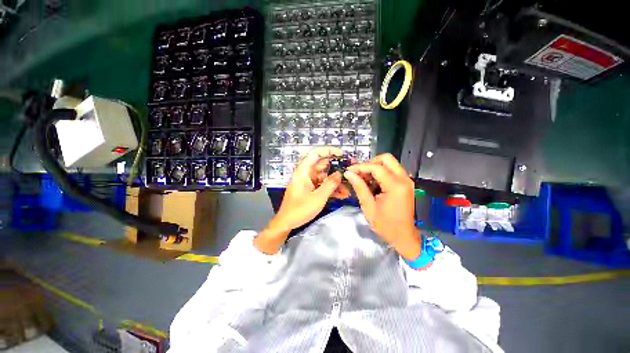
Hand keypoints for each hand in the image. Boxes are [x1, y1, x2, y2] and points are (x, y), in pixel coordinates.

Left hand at [254, 147, 348, 253]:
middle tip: (350, 171)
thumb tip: (340, 174)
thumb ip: (330, 184)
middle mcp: (306, 174)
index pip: (315, 154)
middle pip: (322, 166)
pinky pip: (322, 186)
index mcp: (303, 172)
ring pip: (324, 177)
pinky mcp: (310, 190)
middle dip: (336, 169)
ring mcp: (308, 182)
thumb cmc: (300, 209)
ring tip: (348, 189)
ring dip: (335, 182)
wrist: (287, 223)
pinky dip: (331, 189)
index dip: (328, 151)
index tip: (341, 153)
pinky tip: (342, 194)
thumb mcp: (318, 197)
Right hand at [343, 153, 420, 259]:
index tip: (349, 171)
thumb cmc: (385, 225)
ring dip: (375, 167)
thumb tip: (349, 173)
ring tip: (364, 179)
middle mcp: (404, 179)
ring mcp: (407, 181)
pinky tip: (373, 183)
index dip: (360, 167)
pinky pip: (392, 171)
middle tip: (360, 173)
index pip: (376, 167)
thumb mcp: (368, 206)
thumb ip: (359, 187)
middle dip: (370, 163)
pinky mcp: (406, 184)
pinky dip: (381, 173)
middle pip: (386, 158)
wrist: (403, 236)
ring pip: (390, 163)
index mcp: (395, 186)